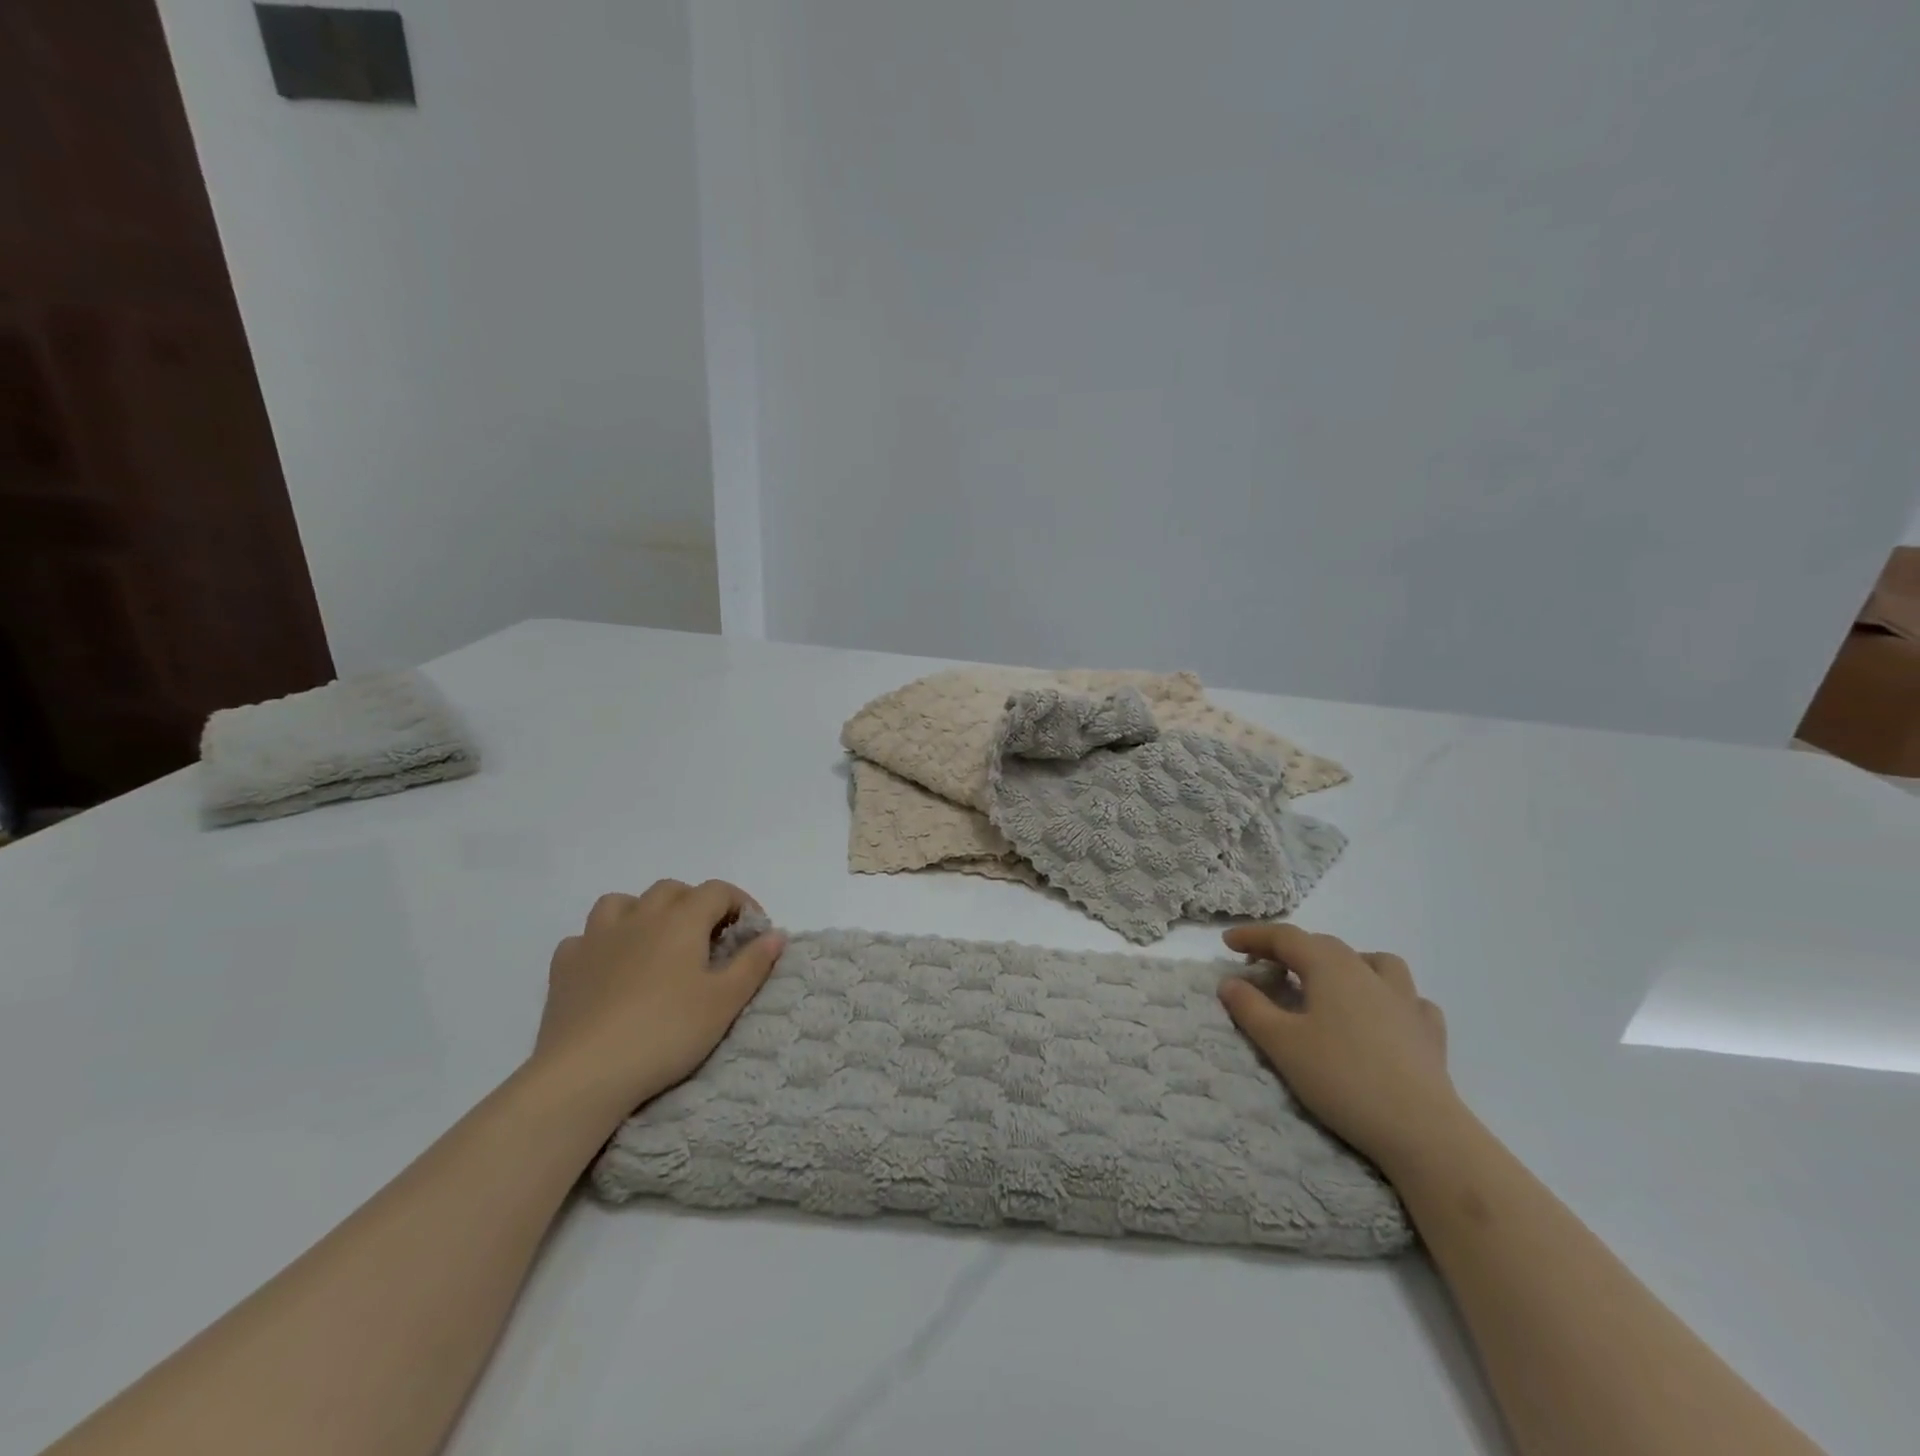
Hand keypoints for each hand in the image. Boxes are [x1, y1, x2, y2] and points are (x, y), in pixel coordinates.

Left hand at [530, 879, 786, 1118]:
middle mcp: (639, 916)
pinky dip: (603, 943)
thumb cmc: (666, 1032)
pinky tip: (609, 968)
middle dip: (696, 905)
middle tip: (709, 940)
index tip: (753, 934)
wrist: (585, 1073)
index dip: (741, 904)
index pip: (718, 891)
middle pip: (672, 890)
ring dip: (644, 913)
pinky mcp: (565, 965)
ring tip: (655, 943)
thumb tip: (776, 934)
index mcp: (682, 920)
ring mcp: (597, 938)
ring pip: (622, 902)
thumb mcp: (724, 1002)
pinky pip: (586, 937)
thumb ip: (753, 963)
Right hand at [1217, 924, 1466, 1174]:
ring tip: (1330, 983)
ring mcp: (1406, 1000)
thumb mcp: (1281, 1043)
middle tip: (1263, 967)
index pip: (1285, 937)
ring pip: (1374, 962)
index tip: (1226, 943)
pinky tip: (1382, 1016)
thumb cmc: (1342, 1078)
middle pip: (1323, 945)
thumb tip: (1230, 982)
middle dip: (1289, 950)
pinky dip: (1387, 998)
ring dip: (1345, 963)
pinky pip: (1408, 999)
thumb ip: (1250, 1007)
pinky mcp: (1429, 1032)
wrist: (1421, 1131)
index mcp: (1330, 967)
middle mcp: (1368, 972)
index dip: (1253, 936)